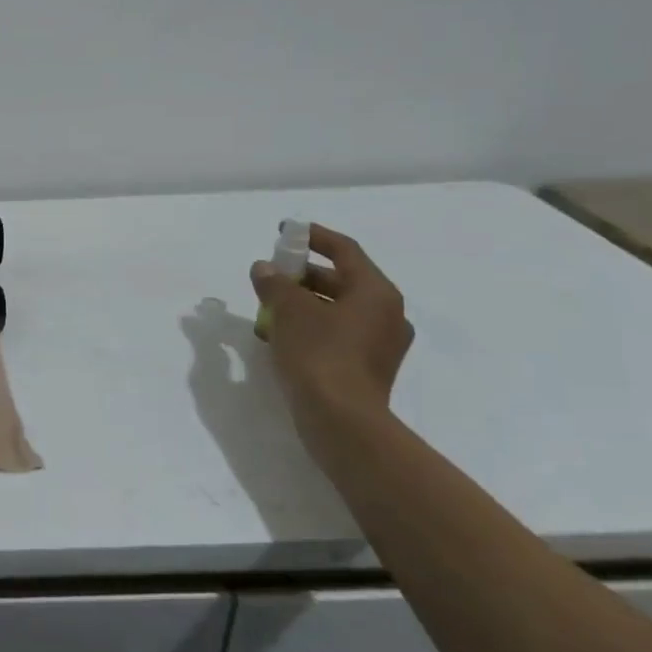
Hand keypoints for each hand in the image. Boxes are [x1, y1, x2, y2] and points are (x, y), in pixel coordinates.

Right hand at [251, 224, 413, 439]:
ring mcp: (380, 344)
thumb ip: (275, 284)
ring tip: (268, 307)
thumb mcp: (289, 311)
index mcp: (376, 292)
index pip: (344, 250)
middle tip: (270, 275)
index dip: (313, 237)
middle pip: (341, 280)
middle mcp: (387, 314)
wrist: (341, 420)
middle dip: (302, 275)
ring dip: (304, 303)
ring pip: (338, 309)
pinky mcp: (368, 368)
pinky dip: (312, 327)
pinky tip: (282, 335)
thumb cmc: (319, 354)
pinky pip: (338, 334)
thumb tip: (264, 269)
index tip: (285, 231)